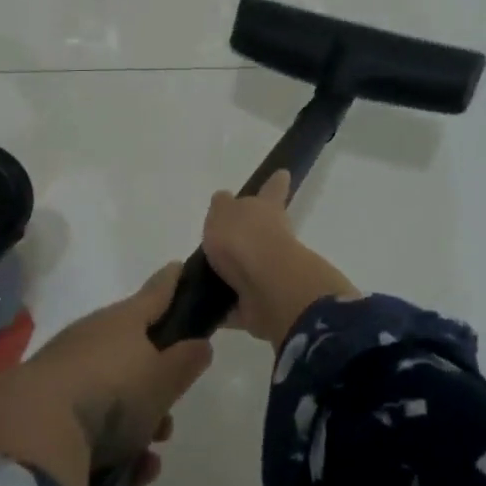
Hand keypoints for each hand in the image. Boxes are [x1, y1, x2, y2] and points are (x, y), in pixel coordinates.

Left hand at [0, 265, 212, 485]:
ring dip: (135, 426)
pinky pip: (88, 425)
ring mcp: (64, 372)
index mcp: (122, 320)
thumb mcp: (163, 379)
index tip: (180, 269)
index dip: (172, 283)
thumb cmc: (112, 393)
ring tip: (148, 458)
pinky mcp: (44, 409)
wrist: (33, 430)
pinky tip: (125, 478)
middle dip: (155, 388)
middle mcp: (92, 338)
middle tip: (168, 418)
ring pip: (112, 395)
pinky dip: (111, 448)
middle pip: (133, 354)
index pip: (155, 293)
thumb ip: (186, 361)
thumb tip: (199, 343)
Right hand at [201, 171, 358, 348]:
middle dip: (246, 237)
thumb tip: (224, 200)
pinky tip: (201, 310)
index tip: (283, 174)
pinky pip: (237, 305)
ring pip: (249, 270)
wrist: (267, 287)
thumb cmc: (244, 238)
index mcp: (266, 210)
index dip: (275, 184)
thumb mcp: (223, 212)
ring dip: (232, 275)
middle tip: (221, 242)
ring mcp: (270, 273)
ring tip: (202, 279)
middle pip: (261, 233)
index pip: (272, 190)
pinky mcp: (262, 304)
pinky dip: (224, 308)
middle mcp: (273, 239)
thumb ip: (222, 207)